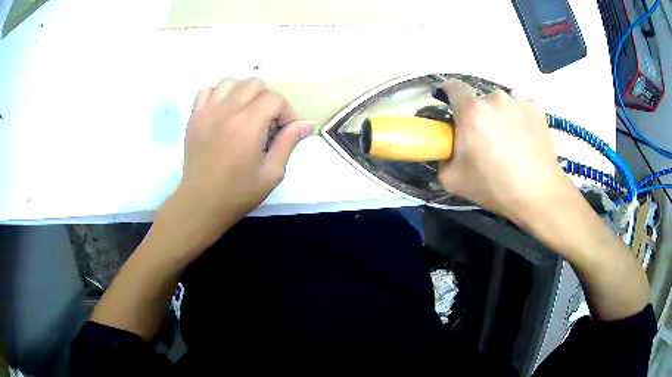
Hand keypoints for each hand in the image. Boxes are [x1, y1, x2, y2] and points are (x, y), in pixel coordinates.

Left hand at [160, 78, 312, 250]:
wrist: (201, 202)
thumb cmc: (238, 193)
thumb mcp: (272, 173)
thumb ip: (288, 143)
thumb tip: (306, 124)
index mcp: (248, 124)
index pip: (274, 98)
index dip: (286, 112)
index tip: (284, 130)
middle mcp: (227, 110)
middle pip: (255, 84)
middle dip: (267, 100)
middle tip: (266, 122)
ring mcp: (207, 111)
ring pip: (231, 82)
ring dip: (243, 93)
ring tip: (245, 113)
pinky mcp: (195, 116)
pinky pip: (208, 90)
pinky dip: (219, 95)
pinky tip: (224, 111)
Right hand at [437, 79, 572, 223]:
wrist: (538, 194)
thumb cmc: (495, 187)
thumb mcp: (453, 180)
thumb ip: (443, 157)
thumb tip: (448, 148)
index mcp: (472, 112)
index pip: (454, 87)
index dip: (449, 93)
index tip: (452, 105)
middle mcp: (495, 99)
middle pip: (480, 101)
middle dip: (479, 116)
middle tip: (486, 141)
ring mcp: (519, 102)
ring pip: (502, 105)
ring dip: (501, 118)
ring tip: (510, 144)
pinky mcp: (537, 110)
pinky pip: (520, 110)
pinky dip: (519, 121)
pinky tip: (525, 142)